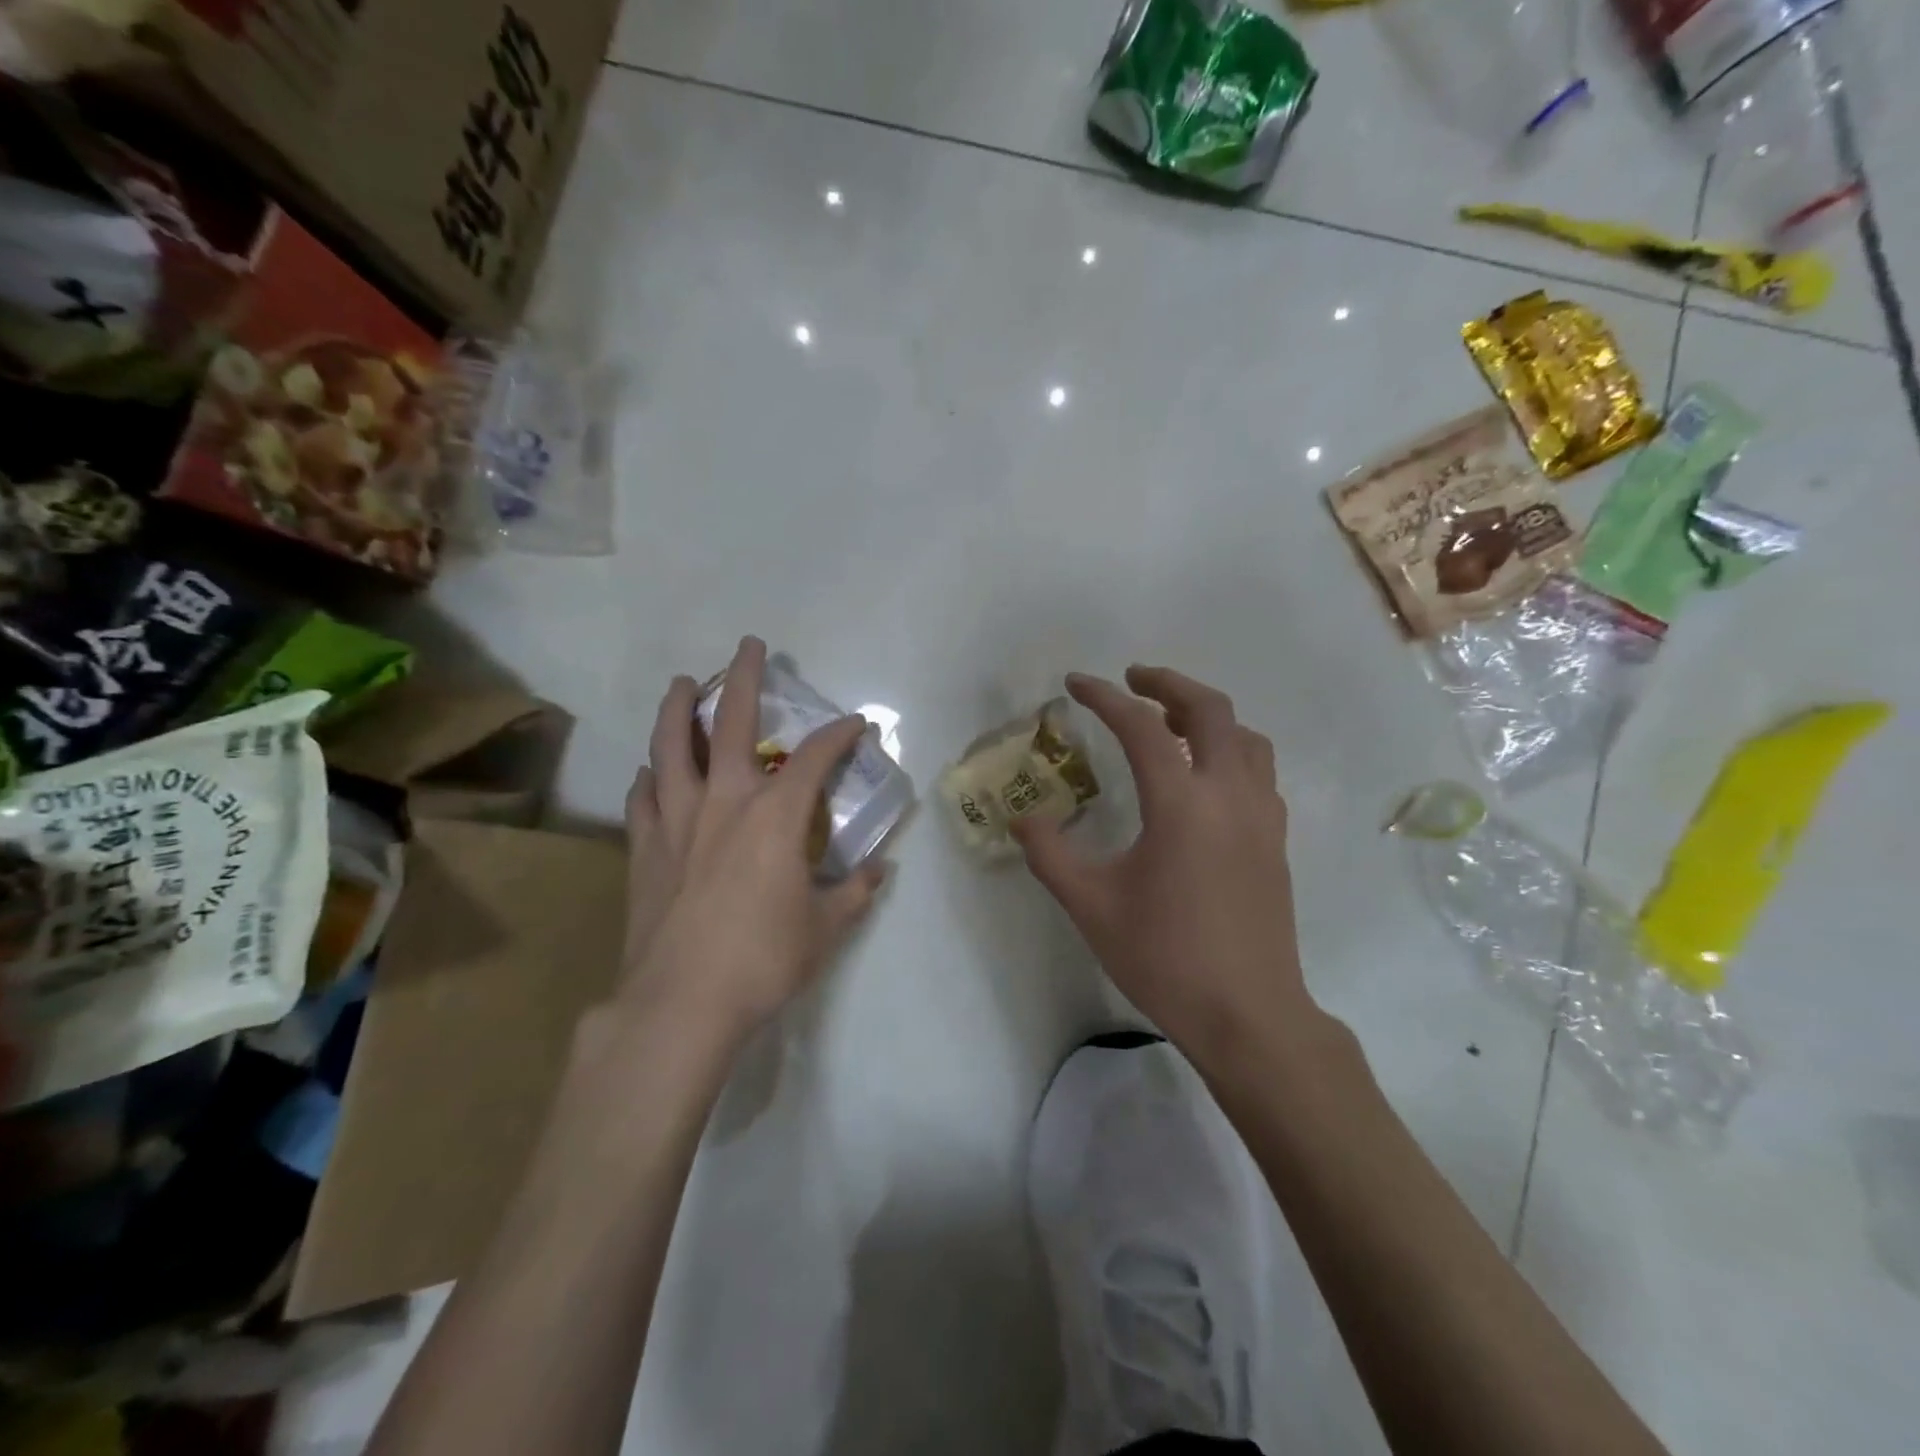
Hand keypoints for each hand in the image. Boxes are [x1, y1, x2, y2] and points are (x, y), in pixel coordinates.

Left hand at [614, 637, 886, 1048]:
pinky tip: (650, 771)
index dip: (840, 734)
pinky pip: (643, 796)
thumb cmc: (762, 962)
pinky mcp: (644, 847)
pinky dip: (649, 776)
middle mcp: (726, 801)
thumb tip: (880, 871)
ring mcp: (677, 820)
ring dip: (680, 709)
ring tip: (682, 684)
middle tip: (750, 646)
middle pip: (734, 723)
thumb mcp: (825, 929)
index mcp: (776, 816)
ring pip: (672, 746)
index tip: (856, 724)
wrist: (680, 1003)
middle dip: (745, 679)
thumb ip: (855, 893)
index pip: (816, 757)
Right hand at [1014, 666, 1318, 1068]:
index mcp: (1181, 805)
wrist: (1248, 1014)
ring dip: (1206, 714)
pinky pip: (1258, 771)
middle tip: (1133, 679)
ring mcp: (1261, 817)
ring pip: (1244, 737)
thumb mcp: (1090, 905)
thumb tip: (1023, 818)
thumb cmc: (1164, 958)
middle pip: (1210, 710)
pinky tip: (1204, 777)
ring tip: (1170, 721)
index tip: (1075, 684)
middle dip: (1168, 683)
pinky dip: (1229, 750)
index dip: (1105, 697)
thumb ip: (1050, 854)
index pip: (1142, 727)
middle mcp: (1229, 796)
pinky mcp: (1275, 841)